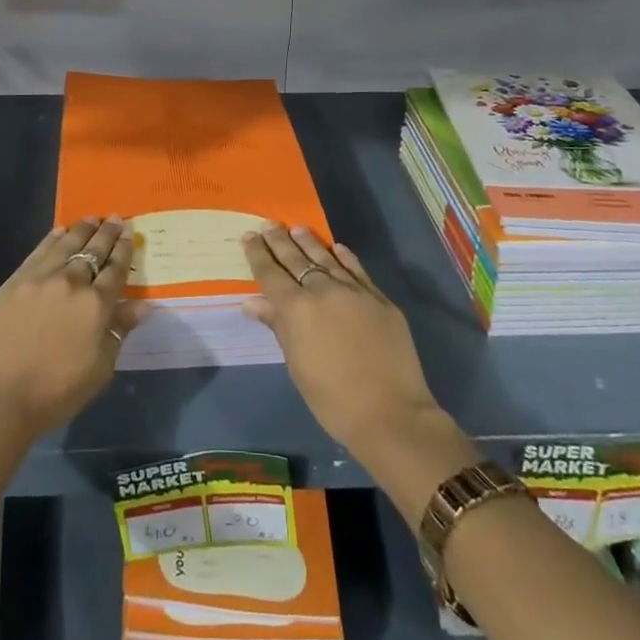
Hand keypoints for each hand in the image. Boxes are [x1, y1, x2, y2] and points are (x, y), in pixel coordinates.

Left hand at [0, 217, 147, 439]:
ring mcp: (41, 278)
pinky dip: (53, 238)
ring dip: (82, 229)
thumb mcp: (100, 368)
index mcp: (96, 305)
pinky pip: (39, 251)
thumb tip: (142, 306)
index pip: (116, 270)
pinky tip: (60, 231)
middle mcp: (72, 282)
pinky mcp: (16, 281)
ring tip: (92, 218)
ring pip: (67, 244)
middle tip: (116, 219)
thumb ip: (119, 331)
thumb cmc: (57, 391)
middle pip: (94, 251)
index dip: (124, 251)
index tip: (129, 234)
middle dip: (107, 233)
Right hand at [242, 226, 450, 461]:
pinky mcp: (379, 299)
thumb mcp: (297, 365)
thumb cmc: (332, 398)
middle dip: (280, 241)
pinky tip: (336, 248)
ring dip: (310, 243)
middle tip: (269, 225)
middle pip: (296, 260)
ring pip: (327, 258)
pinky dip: (344, 257)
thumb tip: (253, 302)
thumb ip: (277, 327)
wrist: (390, 413)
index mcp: (296, 309)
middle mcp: (323, 291)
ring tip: (297, 228)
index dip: (258, 254)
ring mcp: (354, 292)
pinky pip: (357, 270)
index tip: (249, 236)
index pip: (270, 274)